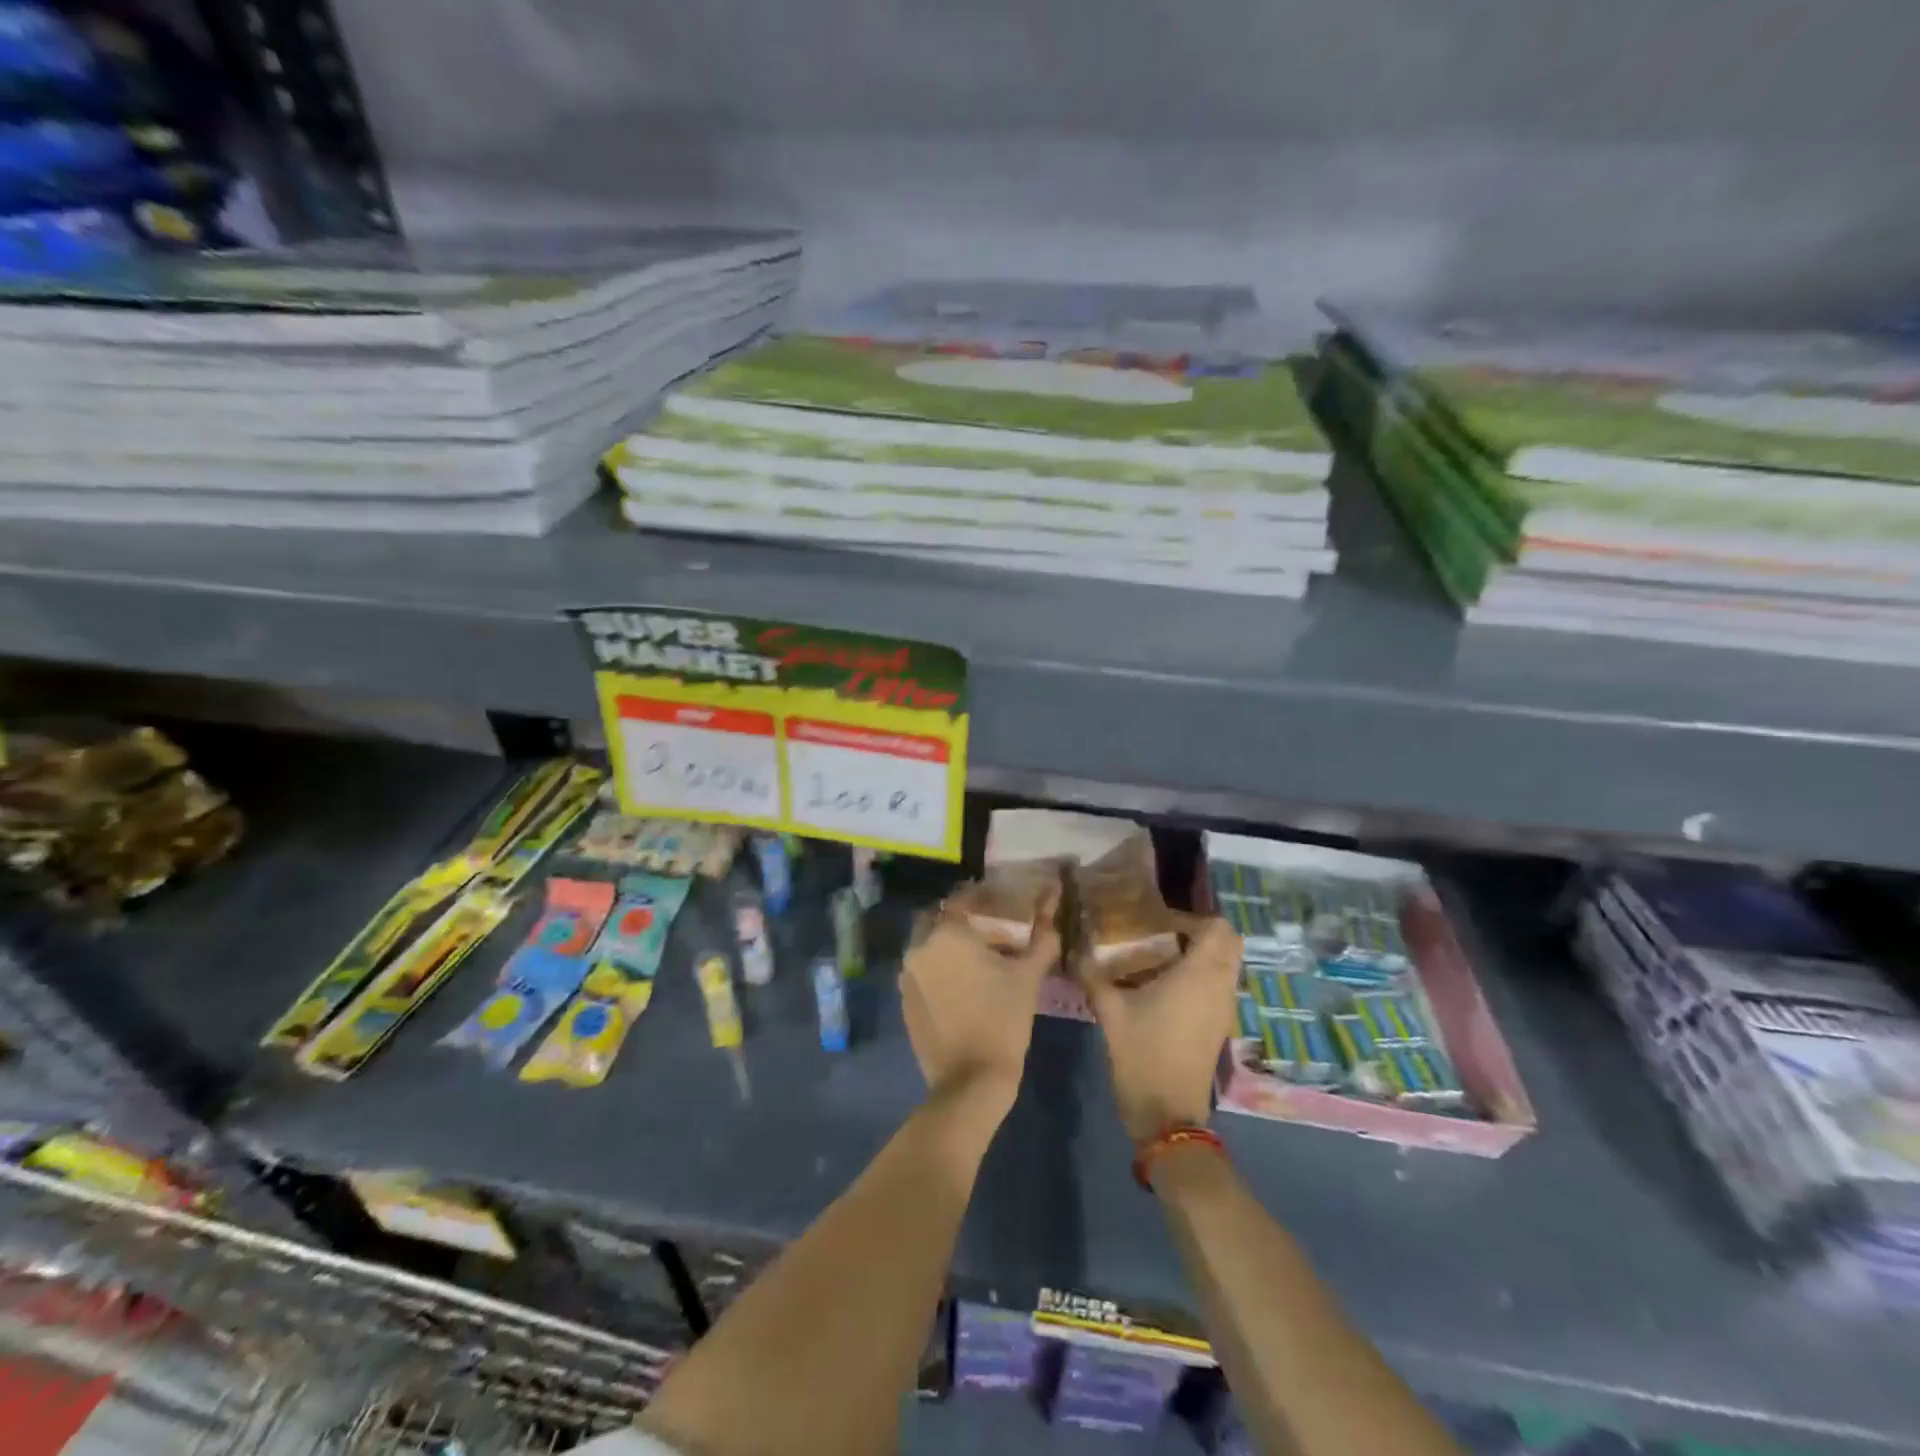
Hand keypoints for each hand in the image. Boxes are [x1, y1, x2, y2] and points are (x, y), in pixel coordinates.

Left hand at [901, 887, 1060, 1120]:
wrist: (971, 1081)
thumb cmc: (1003, 1020)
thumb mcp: (1028, 977)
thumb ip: (1041, 940)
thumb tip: (1053, 913)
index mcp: (947, 933)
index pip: (962, 898)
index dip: (982, 896)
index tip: (1001, 901)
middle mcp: (919, 947)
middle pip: (938, 918)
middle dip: (960, 919)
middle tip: (987, 929)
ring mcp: (907, 976)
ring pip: (927, 944)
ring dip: (947, 944)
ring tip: (977, 957)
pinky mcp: (904, 1001)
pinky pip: (921, 971)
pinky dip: (938, 968)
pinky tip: (961, 984)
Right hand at [1086, 913, 1241, 1140]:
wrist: (1166, 1113)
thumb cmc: (1142, 1053)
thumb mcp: (1110, 1010)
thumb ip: (1093, 974)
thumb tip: (1075, 950)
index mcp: (1199, 974)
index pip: (1217, 927)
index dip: (1190, 918)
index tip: (1158, 923)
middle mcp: (1219, 986)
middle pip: (1228, 943)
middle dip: (1200, 933)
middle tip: (1162, 935)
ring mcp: (1223, 1008)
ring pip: (1226, 966)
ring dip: (1201, 955)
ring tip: (1159, 960)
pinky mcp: (1219, 1026)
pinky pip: (1219, 986)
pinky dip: (1201, 977)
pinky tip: (1164, 988)